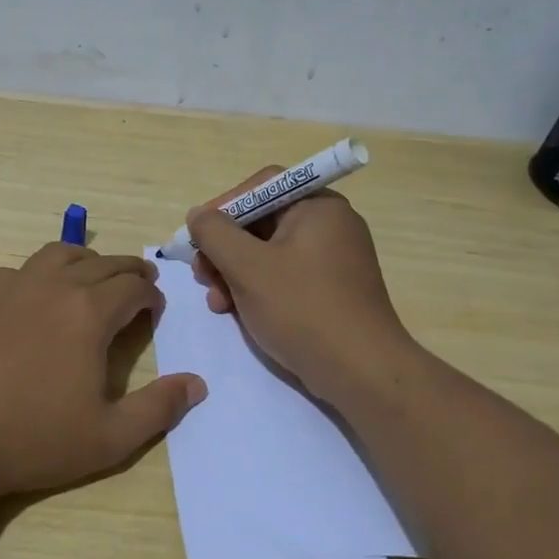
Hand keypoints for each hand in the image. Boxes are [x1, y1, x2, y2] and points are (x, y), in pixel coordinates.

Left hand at [0, 243, 206, 498]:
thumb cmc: (34, 437)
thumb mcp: (109, 437)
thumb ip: (158, 409)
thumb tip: (197, 385)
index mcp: (89, 312)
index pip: (132, 287)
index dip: (150, 295)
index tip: (156, 309)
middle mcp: (54, 288)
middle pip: (101, 263)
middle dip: (127, 270)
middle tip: (140, 283)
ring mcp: (14, 290)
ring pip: (58, 254)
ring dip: (85, 259)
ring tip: (94, 275)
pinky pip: (18, 271)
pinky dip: (38, 274)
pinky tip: (35, 296)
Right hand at [187, 170, 412, 404]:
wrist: (361, 372)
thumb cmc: (302, 308)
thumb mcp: (247, 267)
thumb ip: (215, 233)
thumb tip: (198, 214)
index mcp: (318, 207)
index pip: (261, 186)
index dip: (223, 207)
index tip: (197, 238)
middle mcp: (330, 226)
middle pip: (262, 222)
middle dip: (225, 248)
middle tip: (202, 275)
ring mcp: (334, 260)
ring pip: (269, 254)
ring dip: (235, 273)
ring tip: (217, 303)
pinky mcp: (332, 291)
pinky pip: (285, 277)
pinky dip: (258, 290)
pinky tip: (237, 313)